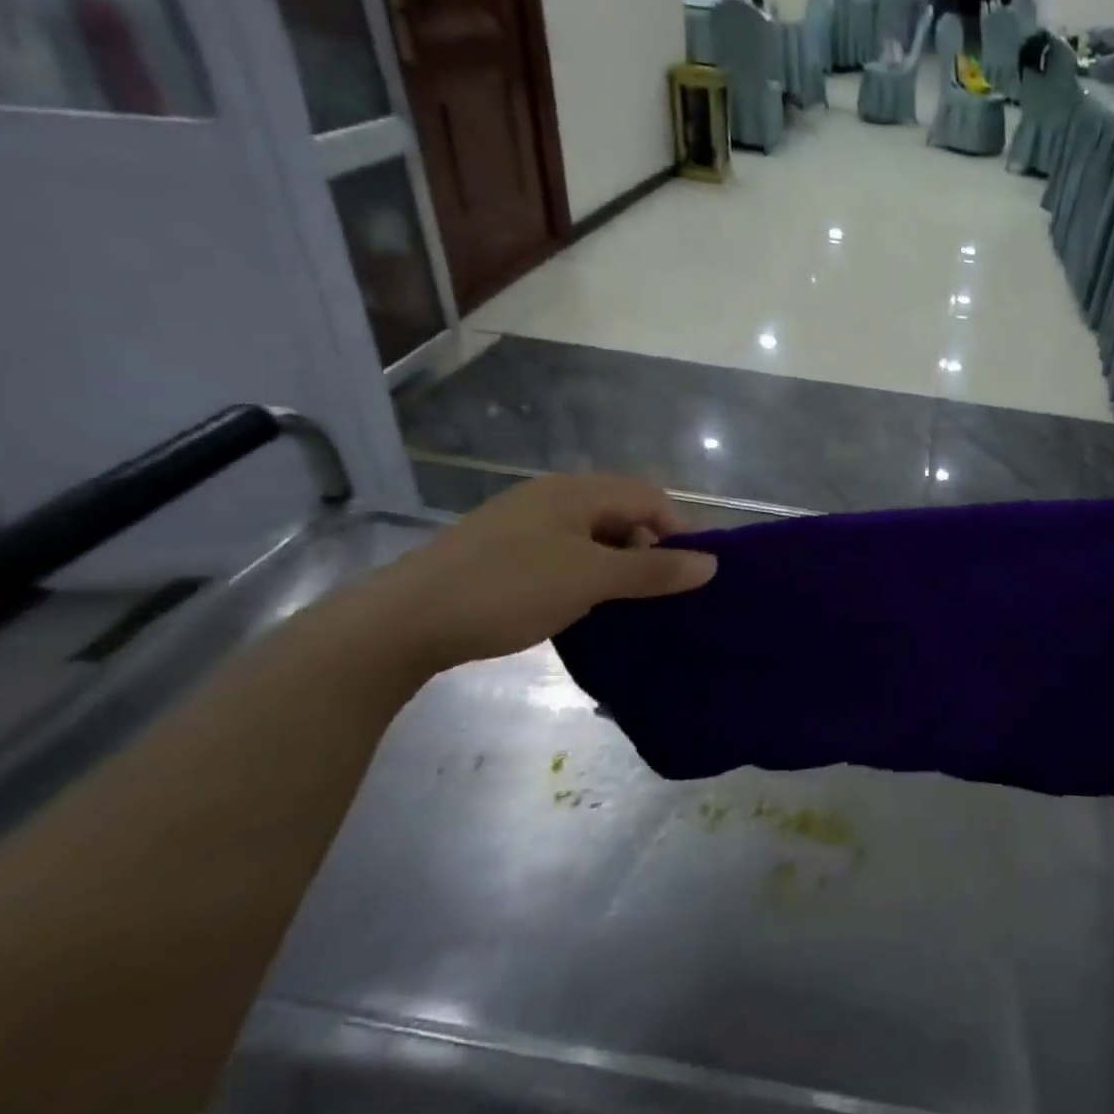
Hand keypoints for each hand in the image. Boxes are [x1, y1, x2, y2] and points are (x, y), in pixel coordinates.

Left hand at [360, 476, 715, 674]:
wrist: (401, 622)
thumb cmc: (508, 589)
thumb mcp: (591, 579)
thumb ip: (654, 569)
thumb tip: (711, 564)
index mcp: (576, 491)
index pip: (650, 497)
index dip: (679, 531)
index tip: (693, 574)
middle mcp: (552, 497)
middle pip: (622, 513)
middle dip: (649, 549)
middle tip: (659, 593)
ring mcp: (524, 523)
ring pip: (593, 536)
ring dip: (618, 565)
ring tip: (626, 604)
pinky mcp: (502, 551)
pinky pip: (564, 553)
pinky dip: (586, 575)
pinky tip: (583, 606)